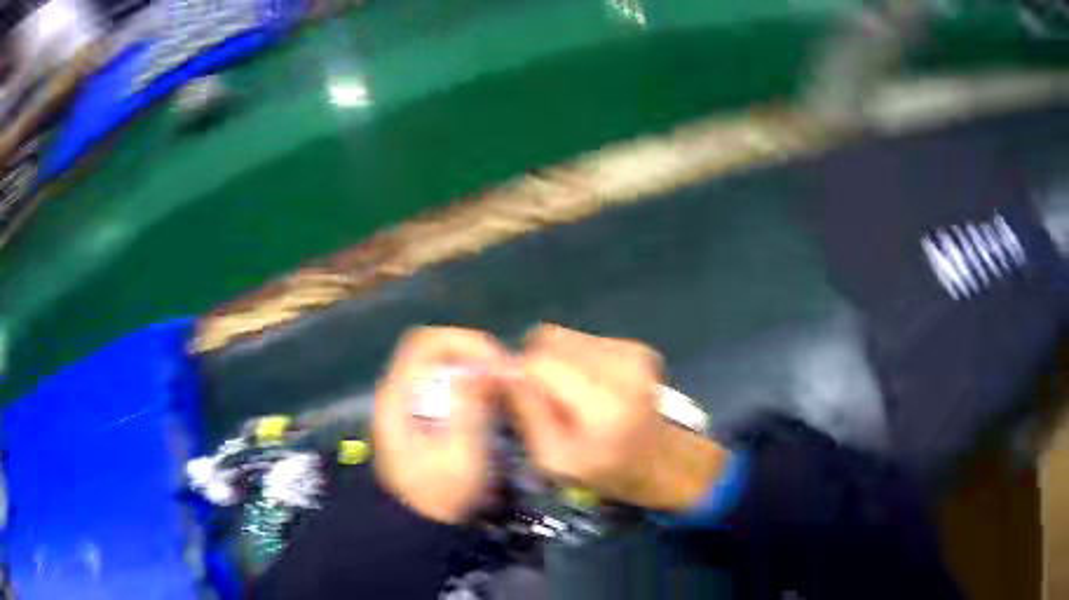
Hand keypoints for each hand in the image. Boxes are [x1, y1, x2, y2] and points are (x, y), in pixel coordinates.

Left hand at [373, 327, 510, 523]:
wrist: (419, 528)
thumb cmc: (439, 496)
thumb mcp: (460, 456)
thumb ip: (470, 409)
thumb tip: (487, 366)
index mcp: (398, 397)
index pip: (426, 342)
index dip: (464, 341)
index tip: (497, 362)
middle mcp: (399, 393)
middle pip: (435, 351)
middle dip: (475, 355)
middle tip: (506, 376)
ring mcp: (407, 405)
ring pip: (442, 367)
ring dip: (474, 370)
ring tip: (502, 389)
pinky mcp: (419, 418)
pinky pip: (446, 386)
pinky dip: (470, 387)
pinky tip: (489, 406)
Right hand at [507, 324, 729, 510]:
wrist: (664, 463)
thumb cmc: (607, 472)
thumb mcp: (554, 457)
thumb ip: (525, 412)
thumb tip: (497, 370)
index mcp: (604, 401)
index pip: (540, 361)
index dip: (517, 373)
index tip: (511, 395)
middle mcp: (622, 365)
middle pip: (549, 338)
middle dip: (533, 363)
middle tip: (539, 398)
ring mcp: (633, 351)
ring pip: (564, 336)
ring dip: (554, 361)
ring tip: (567, 396)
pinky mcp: (636, 347)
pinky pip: (583, 341)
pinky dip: (574, 360)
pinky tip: (587, 389)